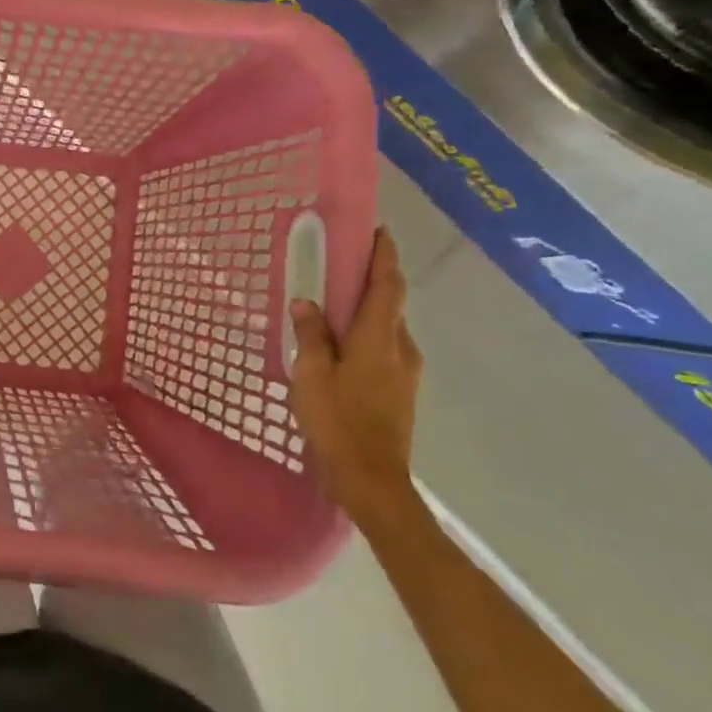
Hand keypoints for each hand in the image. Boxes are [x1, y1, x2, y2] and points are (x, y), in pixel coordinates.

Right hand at [285, 228, 422, 532]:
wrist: (372, 481)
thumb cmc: (338, 422)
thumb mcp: (311, 375)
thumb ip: (310, 336)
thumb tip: (306, 303)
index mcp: (378, 339)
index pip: (387, 286)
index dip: (384, 256)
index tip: (379, 231)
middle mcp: (400, 348)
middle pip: (390, 304)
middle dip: (371, 280)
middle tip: (341, 264)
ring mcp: (405, 371)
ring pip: (387, 327)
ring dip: (366, 309)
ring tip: (334, 305)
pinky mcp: (401, 390)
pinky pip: (384, 348)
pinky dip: (366, 334)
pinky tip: (340, 345)